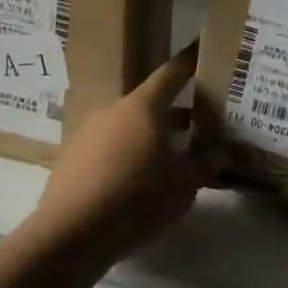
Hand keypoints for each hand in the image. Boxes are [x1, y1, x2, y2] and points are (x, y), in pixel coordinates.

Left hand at [30, 43, 215, 264]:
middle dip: (174, 113)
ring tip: (170, 159)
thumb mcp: (183, 185)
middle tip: (198, 124)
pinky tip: (136, 183)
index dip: (189, 63)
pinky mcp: (71, 158)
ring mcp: (88, 132)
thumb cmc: (135, 198)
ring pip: (128, 127)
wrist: (69, 235)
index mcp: (143, 106)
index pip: (171, 72)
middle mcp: (114, 109)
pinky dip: (126, 156)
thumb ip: (204, 164)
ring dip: (149, 137)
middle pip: (150, 103)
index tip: (202, 52)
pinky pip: (108, 149)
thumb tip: (219, 151)